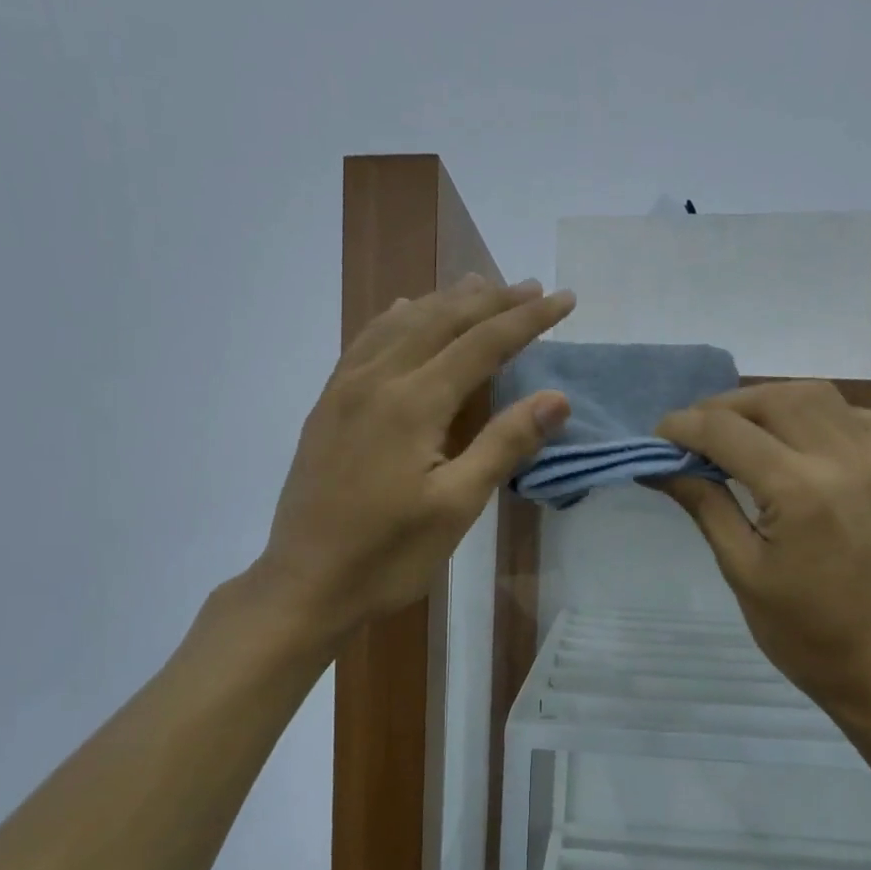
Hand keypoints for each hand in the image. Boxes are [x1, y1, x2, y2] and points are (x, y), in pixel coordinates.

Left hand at [253, 275, 573, 644]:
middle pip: (441, 320)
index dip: (527, 319)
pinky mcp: (327, 406)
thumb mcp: (456, 507)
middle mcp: (377, 380)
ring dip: (445, 301)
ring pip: (401, 323)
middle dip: (491, 300)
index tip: (564, 299)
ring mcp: (345, 390)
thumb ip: (503, 445)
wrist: (306, 583)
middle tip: (531, 286)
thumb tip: (556, 397)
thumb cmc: (388, 555)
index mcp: (413, 403)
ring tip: (478, 286)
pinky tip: (404, 314)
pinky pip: (366, 342)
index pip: (482, 344)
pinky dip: (396, 318)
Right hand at [655, 381, 870, 726]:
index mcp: (798, 492)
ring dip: (766, 402)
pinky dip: (812, 412)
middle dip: (721, 407)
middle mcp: (841, 460)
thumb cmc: (800, 631)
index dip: (683, 428)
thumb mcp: (740, 569)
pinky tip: (789, 439)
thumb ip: (703, 503)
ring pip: (814, 394)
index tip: (656, 439)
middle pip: (771, 400)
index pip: (727, 432)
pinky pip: (850, 415)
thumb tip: (660, 464)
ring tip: (735, 431)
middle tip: (691, 436)